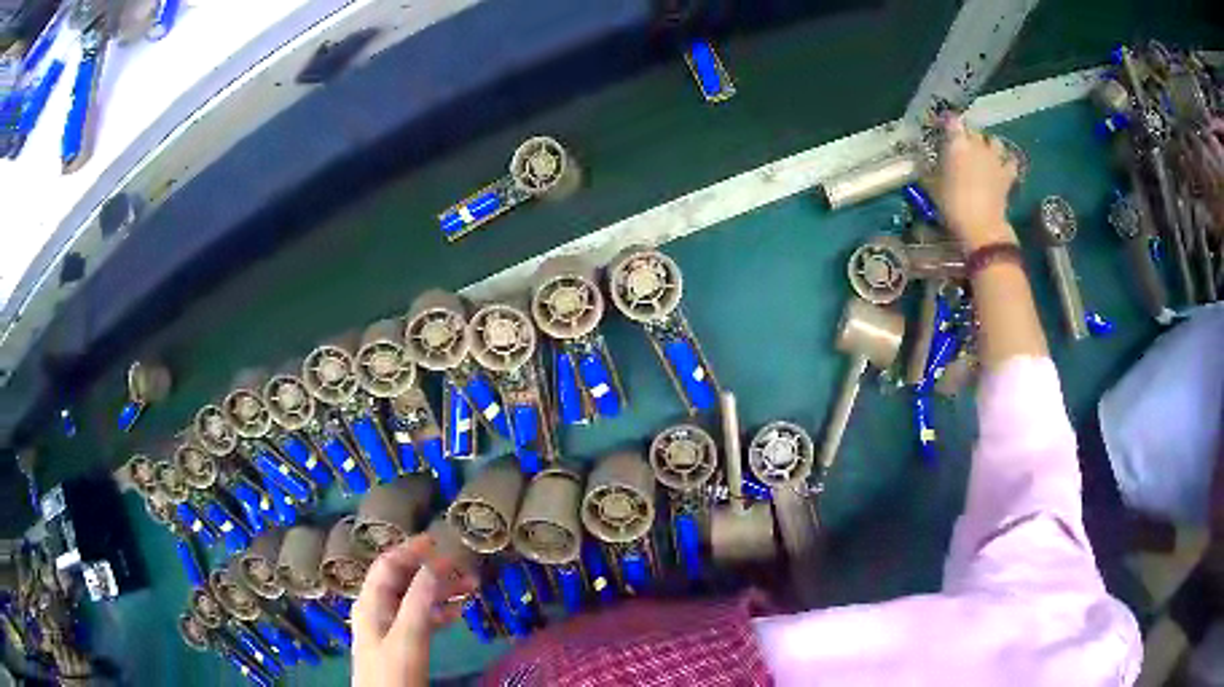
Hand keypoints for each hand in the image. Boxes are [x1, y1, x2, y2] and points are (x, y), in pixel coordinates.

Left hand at [352, 534, 478, 686]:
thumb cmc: (393, 672)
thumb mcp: (407, 637)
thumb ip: (418, 601)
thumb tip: (432, 564)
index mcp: (372, 602)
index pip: (388, 565)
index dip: (410, 550)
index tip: (438, 541)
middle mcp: (378, 609)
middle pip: (403, 580)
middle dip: (432, 571)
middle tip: (463, 566)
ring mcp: (389, 627)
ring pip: (415, 599)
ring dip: (440, 591)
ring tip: (471, 587)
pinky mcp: (401, 644)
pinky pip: (420, 619)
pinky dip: (439, 612)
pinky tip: (458, 613)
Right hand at [929, 116, 1019, 249]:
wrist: (982, 226)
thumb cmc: (953, 205)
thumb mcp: (933, 186)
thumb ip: (931, 169)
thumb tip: (923, 163)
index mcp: (957, 143)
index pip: (952, 121)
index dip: (948, 123)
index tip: (943, 128)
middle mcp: (977, 144)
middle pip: (973, 130)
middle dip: (968, 135)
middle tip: (962, 146)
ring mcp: (995, 159)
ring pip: (994, 141)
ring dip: (989, 145)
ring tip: (984, 153)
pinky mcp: (1008, 175)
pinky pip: (1011, 161)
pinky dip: (1007, 162)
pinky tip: (1003, 167)